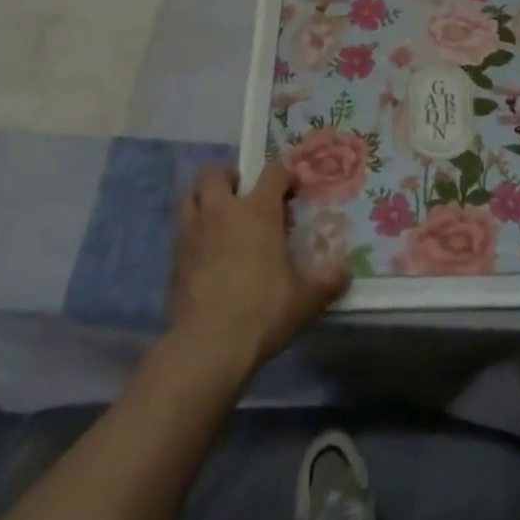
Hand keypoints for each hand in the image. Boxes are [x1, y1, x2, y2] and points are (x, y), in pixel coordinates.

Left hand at [170, 165, 348, 375]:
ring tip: (217, 220)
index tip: (292, 188)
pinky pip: (180, 234)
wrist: (208, 346)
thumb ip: (326, 282)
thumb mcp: (305, 300)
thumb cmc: (262, 311)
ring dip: (201, 201)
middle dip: (227, 178)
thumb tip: (345, 272)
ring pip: (188, 198)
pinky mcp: (174, 261)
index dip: (284, 174)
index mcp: (258, 212)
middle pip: (214, 173)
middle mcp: (222, 213)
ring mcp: (193, 234)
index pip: (272, 173)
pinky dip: (191, 236)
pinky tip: (204, 257)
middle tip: (241, 196)